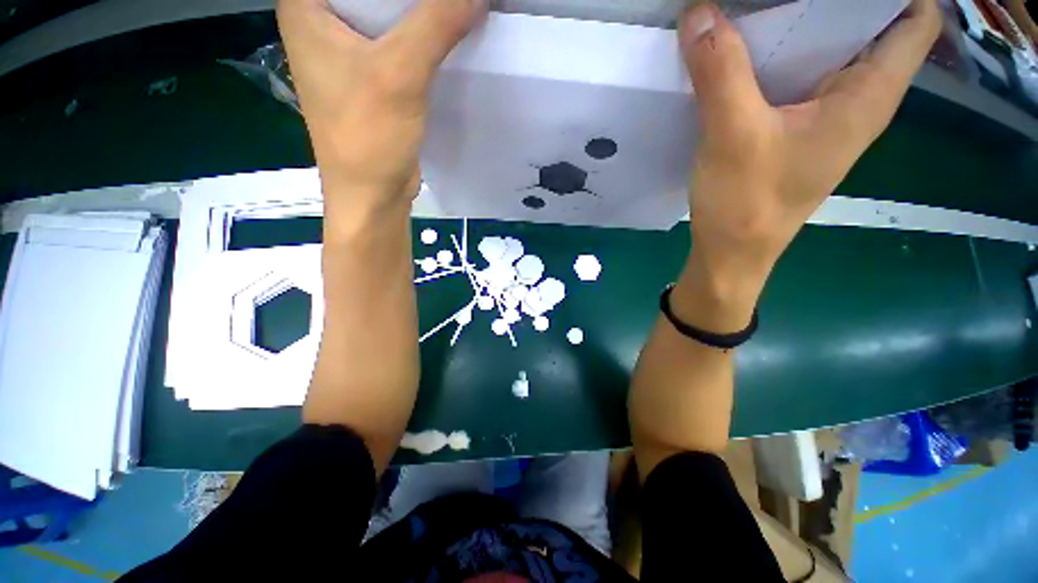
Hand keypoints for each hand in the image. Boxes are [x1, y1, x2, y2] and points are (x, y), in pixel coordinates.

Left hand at [277, 0, 485, 230]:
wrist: (373, 195)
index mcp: (306, 5)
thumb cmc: (369, 137)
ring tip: (455, 7)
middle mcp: (320, 20)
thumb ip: (437, 23)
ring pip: (387, 12)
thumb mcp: (400, 75)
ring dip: (421, 10)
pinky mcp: (370, 76)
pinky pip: (398, 41)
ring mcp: (345, 50)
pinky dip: (422, 36)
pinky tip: (447, 32)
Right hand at [679, 0, 940, 296]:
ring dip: (802, 25)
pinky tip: (747, 53)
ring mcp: (824, 116)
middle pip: (869, 25)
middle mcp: (856, 100)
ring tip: (766, 3)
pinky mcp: (793, 131)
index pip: (916, 18)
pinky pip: (796, 78)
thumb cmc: (746, 205)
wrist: (731, 253)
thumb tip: (699, 12)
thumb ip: (720, 70)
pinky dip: (778, 57)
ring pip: (828, 51)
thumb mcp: (733, 135)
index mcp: (868, 95)